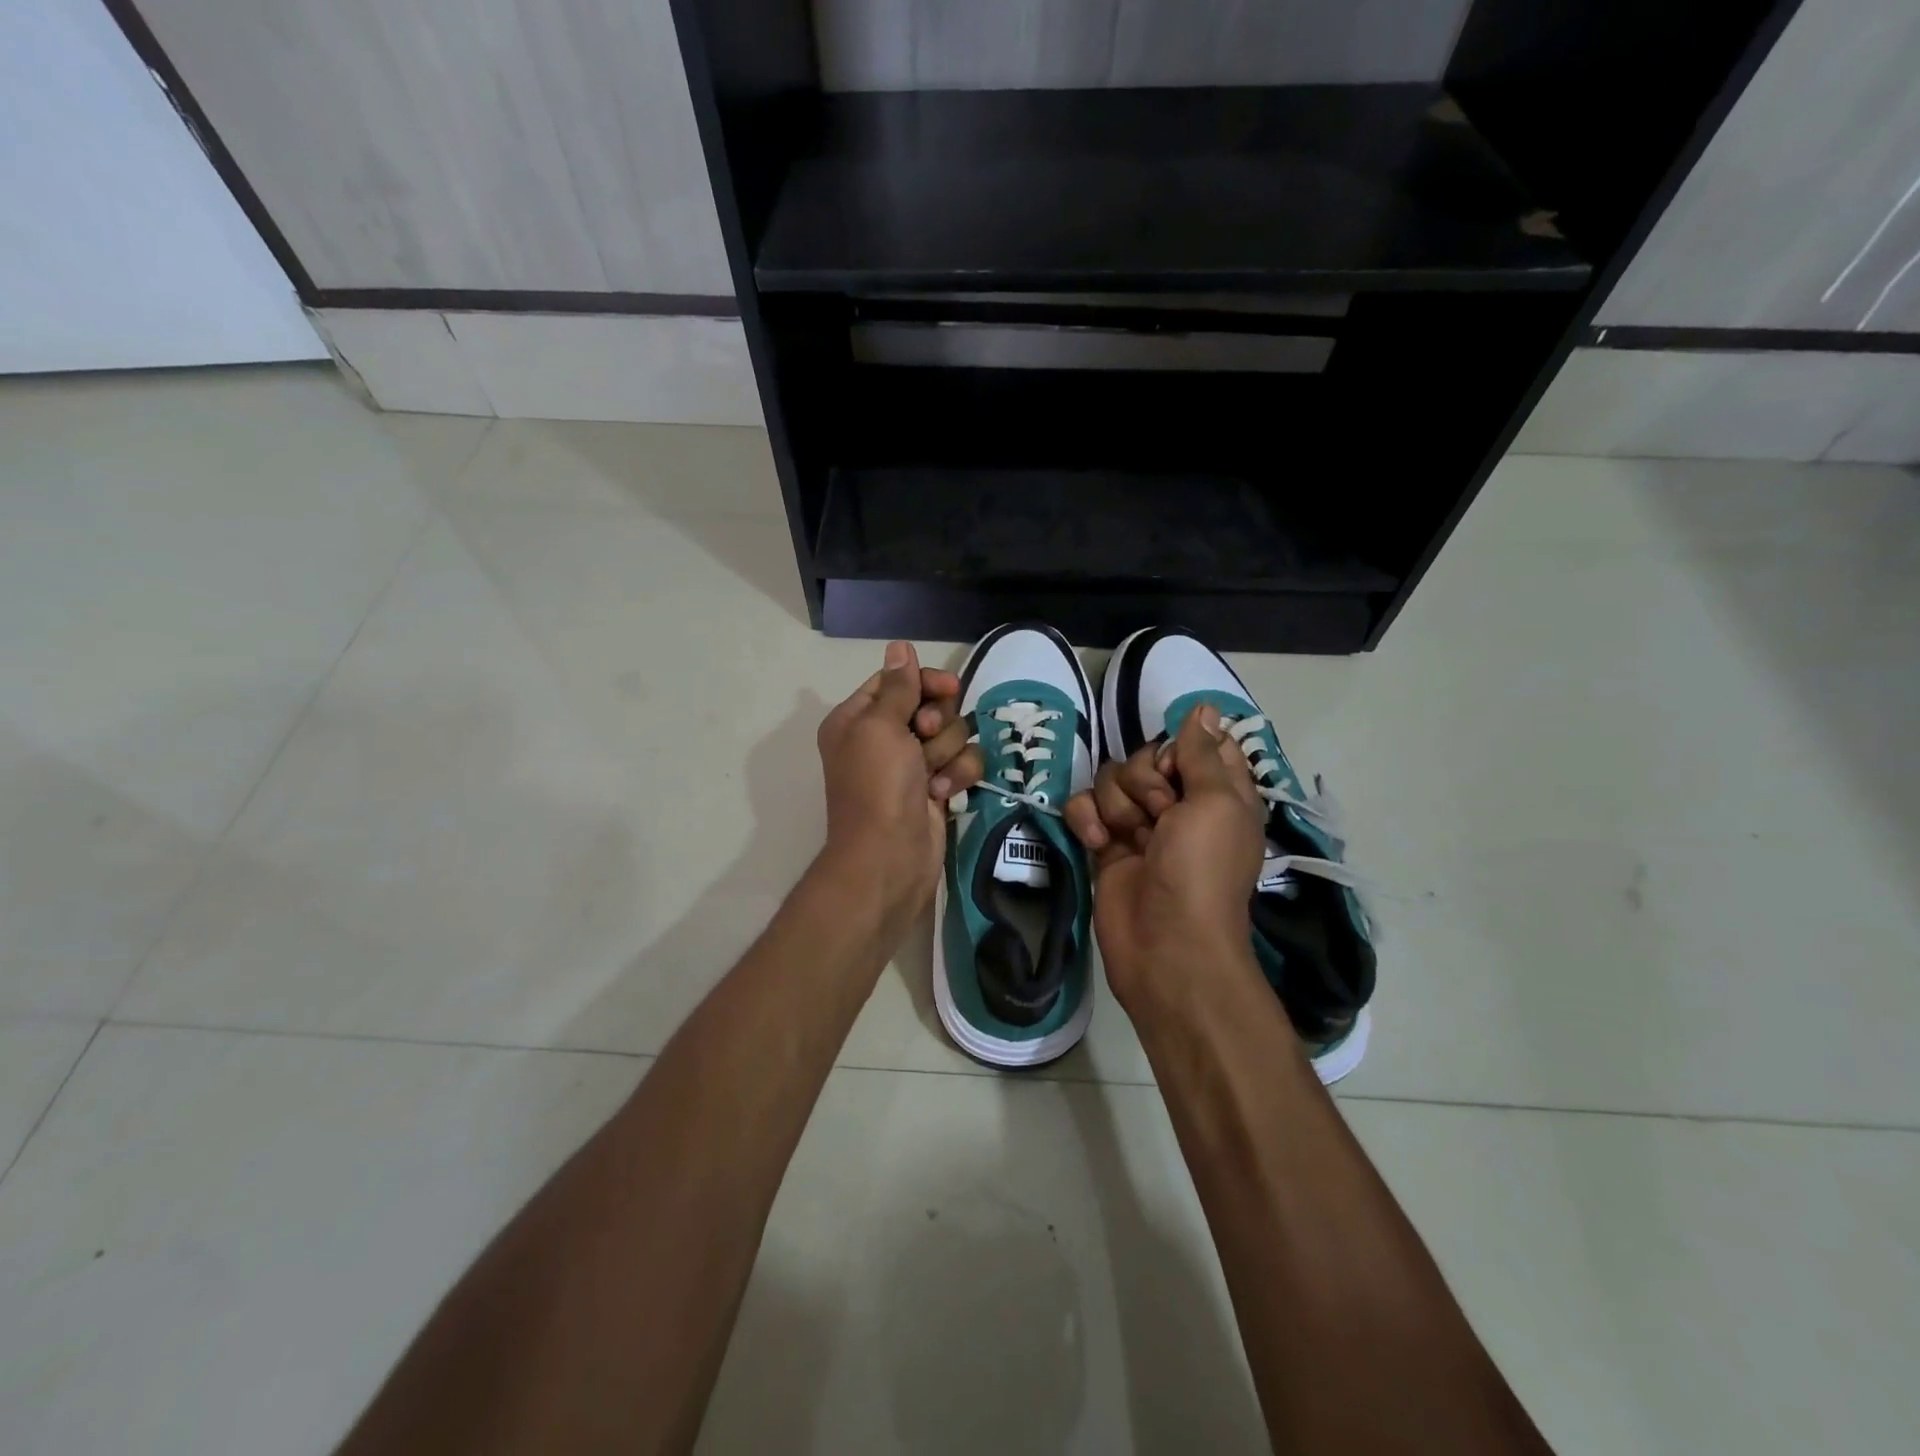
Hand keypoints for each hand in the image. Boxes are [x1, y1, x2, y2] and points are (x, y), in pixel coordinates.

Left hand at [815, 641, 983, 924]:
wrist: (890, 856)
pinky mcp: (936, 788)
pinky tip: (943, 794)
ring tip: (931, 775)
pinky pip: (962, 763)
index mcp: (858, 718)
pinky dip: (957, 776)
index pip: (898, 681)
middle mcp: (883, 738)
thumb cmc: (878, 785)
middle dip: (938, 721)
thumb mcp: (880, 726)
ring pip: (953, 734)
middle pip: (930, 704)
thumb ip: (898, 686)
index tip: (948, 688)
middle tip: (926, 736)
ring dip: (947, 752)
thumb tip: (899, 646)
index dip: (925, 681)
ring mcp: (911, 765)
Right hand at [1064, 704, 1266, 1011]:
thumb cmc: (1201, 870)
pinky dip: (1086, 819)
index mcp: (1218, 793)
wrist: (1166, 945)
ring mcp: (1139, 825)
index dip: (1182, 747)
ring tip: (1128, 838)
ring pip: (1112, 781)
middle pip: (1147, 758)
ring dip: (1117, 805)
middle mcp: (1180, 804)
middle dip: (1145, 781)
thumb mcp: (1215, 802)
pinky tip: (1097, 842)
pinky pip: (1085, 807)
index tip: (1179, 767)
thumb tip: (1206, 707)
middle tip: (1159, 814)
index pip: (1198, 744)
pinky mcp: (1105, 844)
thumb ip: (1202, 752)